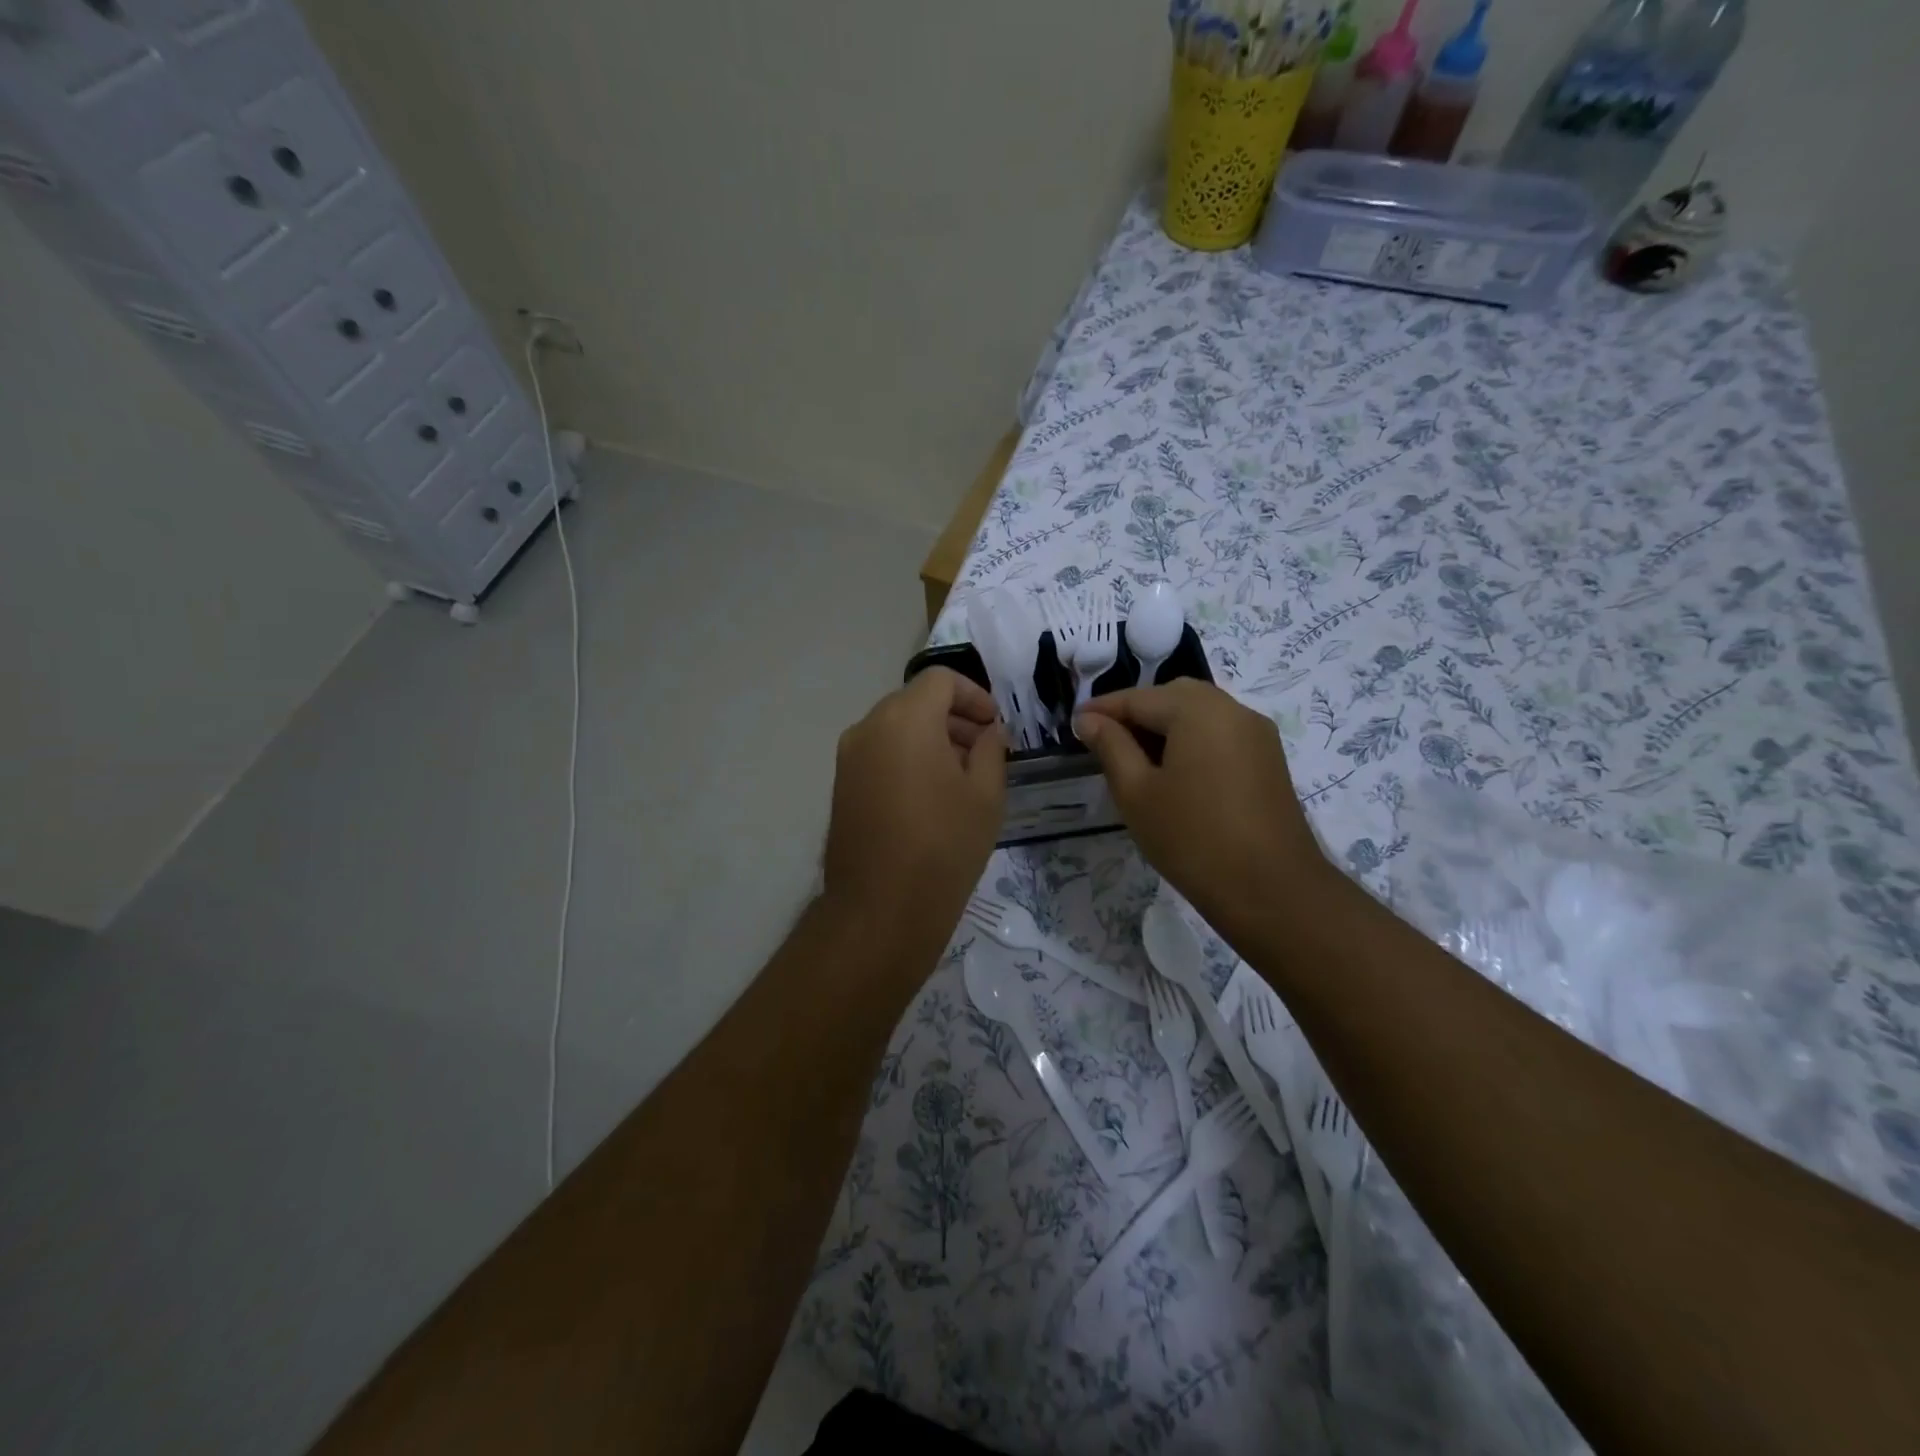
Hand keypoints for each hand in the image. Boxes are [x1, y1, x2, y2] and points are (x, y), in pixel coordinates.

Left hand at [823, 668, 1006, 944]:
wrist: (881, 909)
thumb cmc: (944, 846)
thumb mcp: (985, 794)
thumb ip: (990, 749)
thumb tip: (989, 731)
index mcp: (905, 719)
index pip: (941, 680)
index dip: (974, 695)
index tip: (995, 725)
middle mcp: (868, 727)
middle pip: (915, 702)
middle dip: (954, 717)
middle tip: (985, 750)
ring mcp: (848, 758)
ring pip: (895, 728)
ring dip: (931, 738)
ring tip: (962, 776)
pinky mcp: (841, 786)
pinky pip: (879, 754)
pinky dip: (907, 757)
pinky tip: (931, 795)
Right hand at [1075, 681, 1331, 939]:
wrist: (1272, 891)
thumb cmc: (1192, 839)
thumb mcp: (1136, 792)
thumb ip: (1111, 747)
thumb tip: (1089, 720)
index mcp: (1198, 710)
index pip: (1139, 697)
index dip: (1102, 709)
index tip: (1073, 725)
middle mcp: (1232, 709)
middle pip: (1173, 696)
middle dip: (1136, 712)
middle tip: (1104, 740)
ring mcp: (1257, 734)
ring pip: (1200, 713)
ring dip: (1165, 726)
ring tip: (1134, 758)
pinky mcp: (1268, 759)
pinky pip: (1221, 733)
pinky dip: (1191, 739)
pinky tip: (1173, 772)